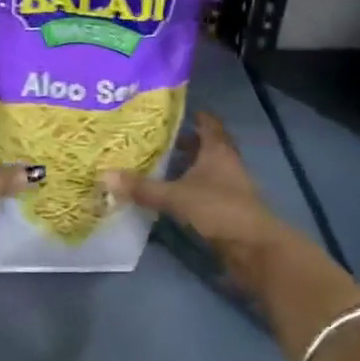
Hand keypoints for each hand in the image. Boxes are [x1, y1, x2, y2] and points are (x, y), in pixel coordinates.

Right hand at [101, 111, 289, 263]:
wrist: (254, 249)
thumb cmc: (219, 210)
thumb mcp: (176, 197)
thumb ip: (143, 188)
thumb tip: (105, 175)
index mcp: (218, 149)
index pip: (207, 122)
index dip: (191, 114)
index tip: (168, 111)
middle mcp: (226, 162)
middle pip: (205, 145)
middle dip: (183, 141)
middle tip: (154, 138)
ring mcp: (229, 186)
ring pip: (205, 168)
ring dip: (186, 166)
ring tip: (157, 165)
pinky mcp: (227, 207)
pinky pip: (205, 189)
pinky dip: (189, 187)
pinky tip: (170, 194)